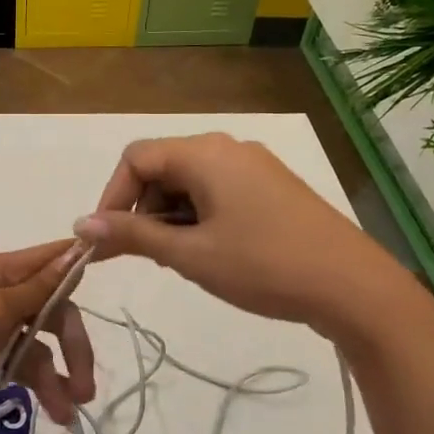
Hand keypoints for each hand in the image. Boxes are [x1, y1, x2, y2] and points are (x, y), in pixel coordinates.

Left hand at [0, 240, 96, 432]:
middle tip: (86, 386)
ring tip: (69, 413)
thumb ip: (37, 287)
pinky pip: (20, 368)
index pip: (52, 261)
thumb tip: (75, 249)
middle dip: (73, 346)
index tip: (115, 275)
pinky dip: (37, 387)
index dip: (81, 268)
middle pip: (53, 311)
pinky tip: (51, 412)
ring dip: (58, 376)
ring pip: (40, 346)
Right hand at [76, 133, 407, 335]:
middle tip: (145, 254)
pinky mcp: (272, 185)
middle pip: (162, 166)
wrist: (353, 286)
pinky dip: (198, 215)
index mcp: (205, 153)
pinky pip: (218, 189)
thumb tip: (80, 224)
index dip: (112, 197)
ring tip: (180, 259)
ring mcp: (254, 165)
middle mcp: (227, 147)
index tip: (108, 240)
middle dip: (142, 208)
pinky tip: (210, 251)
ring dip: (170, 215)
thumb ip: (132, 234)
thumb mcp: (190, 254)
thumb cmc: (263, 266)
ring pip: (190, 180)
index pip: (136, 158)